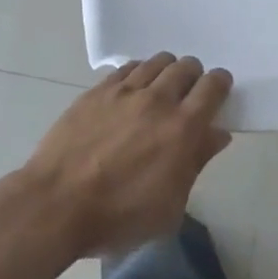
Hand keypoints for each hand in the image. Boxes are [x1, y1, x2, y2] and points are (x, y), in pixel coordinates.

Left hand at [17, 54, 232, 258]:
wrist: (57, 204)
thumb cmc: (118, 217)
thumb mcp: (168, 207)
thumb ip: (196, 164)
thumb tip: (217, 134)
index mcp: (182, 129)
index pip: (212, 87)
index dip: (220, 84)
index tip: (219, 91)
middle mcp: (158, 99)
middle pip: (186, 67)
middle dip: (194, 76)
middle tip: (188, 94)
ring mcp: (126, 90)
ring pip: (158, 61)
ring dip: (167, 71)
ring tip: (160, 89)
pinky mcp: (99, 89)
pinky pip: (128, 67)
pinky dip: (138, 73)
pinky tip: (133, 90)